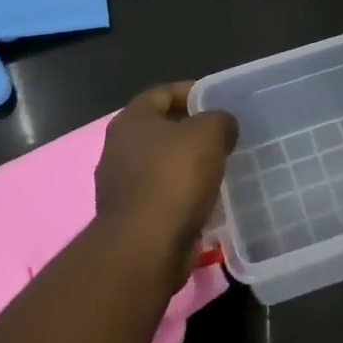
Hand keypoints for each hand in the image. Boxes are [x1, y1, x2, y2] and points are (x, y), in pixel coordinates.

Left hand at [96, 83, 238, 266]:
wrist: (145, 249)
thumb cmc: (174, 178)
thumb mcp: (209, 133)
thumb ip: (219, 119)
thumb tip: (222, 126)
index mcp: (132, 120)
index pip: (164, 93)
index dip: (193, 92)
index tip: (220, 102)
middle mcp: (118, 149)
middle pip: (162, 130)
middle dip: (192, 132)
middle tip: (223, 136)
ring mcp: (120, 186)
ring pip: (162, 165)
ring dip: (188, 166)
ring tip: (220, 168)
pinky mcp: (129, 219)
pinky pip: (162, 196)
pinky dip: (182, 196)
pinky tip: (206, 201)